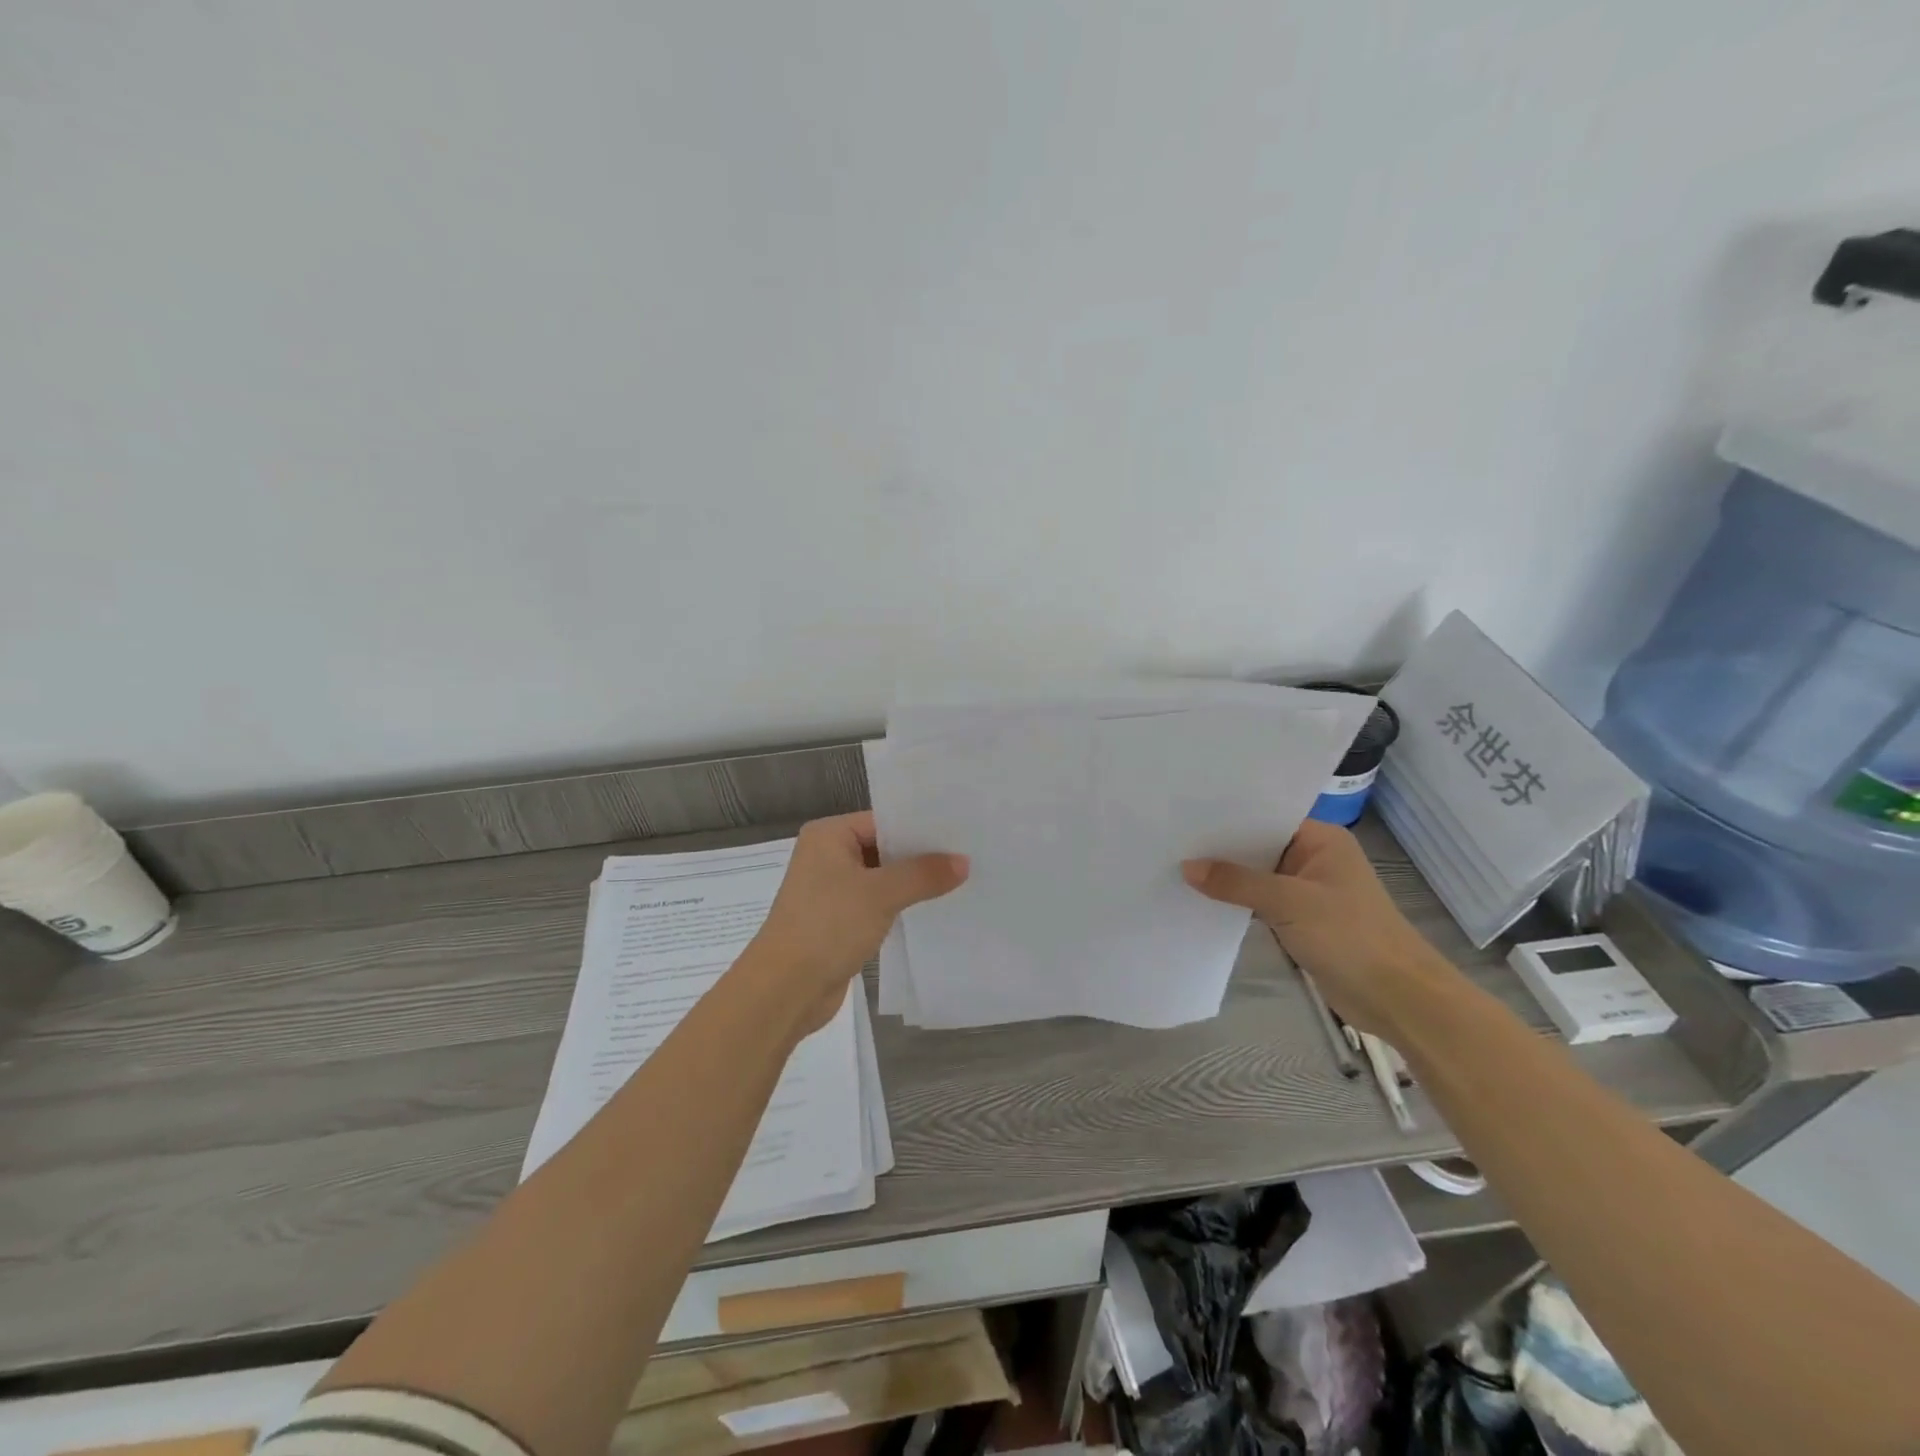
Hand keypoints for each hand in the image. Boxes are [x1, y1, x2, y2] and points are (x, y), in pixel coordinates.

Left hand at [742, 812, 967, 1033]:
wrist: (785, 990)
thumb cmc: (828, 926)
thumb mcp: (881, 894)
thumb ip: (924, 874)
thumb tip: (963, 862)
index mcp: (828, 836)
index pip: (883, 821)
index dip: (921, 828)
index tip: (960, 833)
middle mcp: (827, 857)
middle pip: (884, 848)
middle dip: (921, 857)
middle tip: (968, 855)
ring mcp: (831, 891)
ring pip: (882, 879)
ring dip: (913, 884)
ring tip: (960, 881)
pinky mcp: (838, 921)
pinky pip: (876, 904)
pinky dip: (900, 906)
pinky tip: (933, 910)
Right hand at [1182, 820, 1450, 1034]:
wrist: (1397, 998)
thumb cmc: (1350, 936)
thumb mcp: (1289, 903)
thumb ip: (1236, 882)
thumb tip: (1187, 867)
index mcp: (1321, 840)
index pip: (1266, 817)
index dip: (1227, 817)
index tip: (1185, 816)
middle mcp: (1314, 858)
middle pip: (1258, 846)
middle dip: (1221, 848)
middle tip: (1172, 839)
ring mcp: (1308, 890)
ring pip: (1257, 875)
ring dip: (1227, 878)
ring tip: (1177, 866)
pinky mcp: (1301, 920)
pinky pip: (1261, 901)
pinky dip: (1238, 901)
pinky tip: (1202, 899)